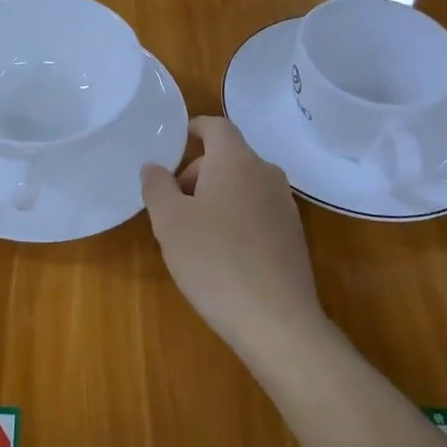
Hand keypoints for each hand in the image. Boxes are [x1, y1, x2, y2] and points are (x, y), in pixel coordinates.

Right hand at [140, 117, 327, 364]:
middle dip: (198, 173)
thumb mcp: (170, 222)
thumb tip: (153, 166)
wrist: (276, 320)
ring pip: (244, 185)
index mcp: (237, 161)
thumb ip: (157, 187)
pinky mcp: (293, 235)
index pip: (217, 126)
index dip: (195, 128)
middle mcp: (266, 174)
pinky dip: (237, 218)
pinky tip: (222, 255)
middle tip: (172, 205)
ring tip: (194, 233)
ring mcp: (285, 205)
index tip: (176, 142)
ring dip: (217, 197)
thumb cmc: (214, 260)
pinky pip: (258, 211)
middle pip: (229, 157)